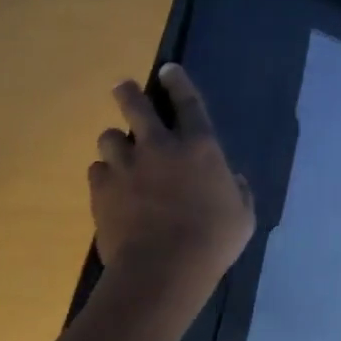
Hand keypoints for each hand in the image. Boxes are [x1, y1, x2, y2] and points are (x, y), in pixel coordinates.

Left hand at [87, 64, 254, 317]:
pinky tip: (111, 188)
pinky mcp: (101, 190)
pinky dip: (104, 175)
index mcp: (200, 147)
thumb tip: (232, 180)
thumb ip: (238, 192)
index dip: (178, 82)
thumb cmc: (213, 241)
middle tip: (123, 89)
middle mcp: (160, 147)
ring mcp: (126, 166)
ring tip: (120, 153)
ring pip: (109, 137)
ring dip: (116, 142)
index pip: (188, 102)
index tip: (167, 70)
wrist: (163, 270)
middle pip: (136, 106)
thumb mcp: (243, 216)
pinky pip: (97, 170)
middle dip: (128, 93)